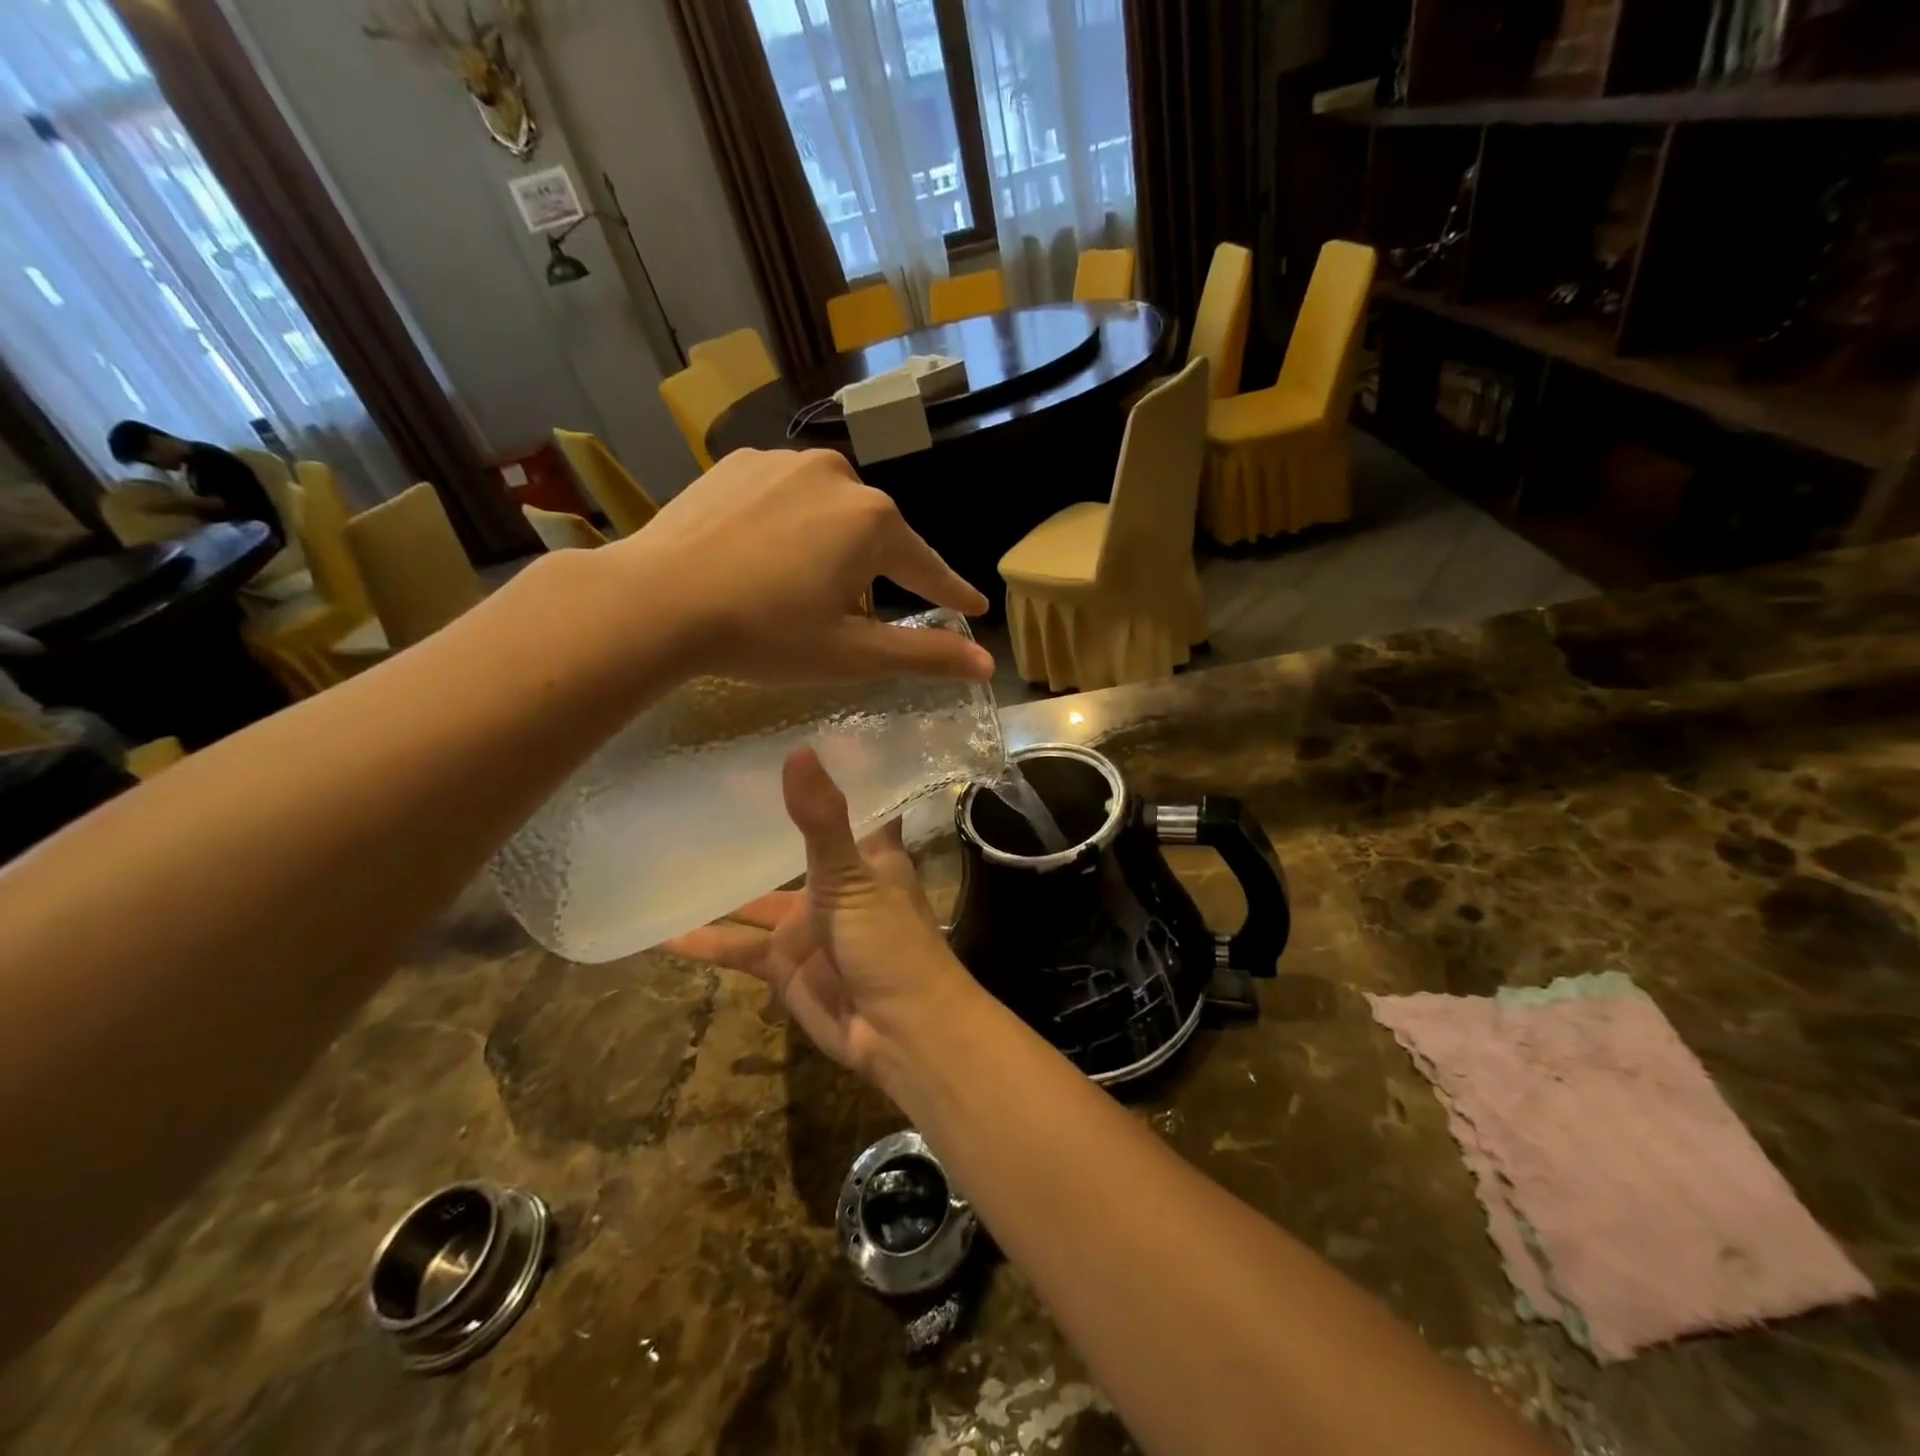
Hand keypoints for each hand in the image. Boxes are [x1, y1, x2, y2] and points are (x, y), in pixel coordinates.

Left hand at [610, 448, 992, 684]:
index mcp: (872, 521)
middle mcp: (837, 475)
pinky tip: (764, 557)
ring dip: (832, 548)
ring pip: (830, 512)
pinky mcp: (737, 463)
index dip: (952, 592)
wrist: (654, 601)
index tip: (974, 606)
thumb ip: (924, 655)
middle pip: (876, 535)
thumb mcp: (851, 654)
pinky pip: (786, 497)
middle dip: (878, 575)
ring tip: (802, 589)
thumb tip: (986, 664)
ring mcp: (782, 461)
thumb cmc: (765, 634)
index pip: (927, 566)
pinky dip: (791, 527)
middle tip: (859, 617)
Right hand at [662, 747, 977, 1079]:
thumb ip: (821, 819)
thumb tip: (798, 750)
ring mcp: (808, 925)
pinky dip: (704, 940)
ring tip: (669, 852)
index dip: (833, 772)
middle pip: (793, 845)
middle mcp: (836, 883)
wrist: (899, 1031)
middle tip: (705, 789)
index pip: (854, 800)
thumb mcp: (852, 875)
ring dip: (720, 883)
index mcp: (867, 854)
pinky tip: (662, 930)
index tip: (795, 736)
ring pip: (755, 897)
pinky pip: (737, 947)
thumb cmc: (888, 941)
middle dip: (757, 824)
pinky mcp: (785, 965)